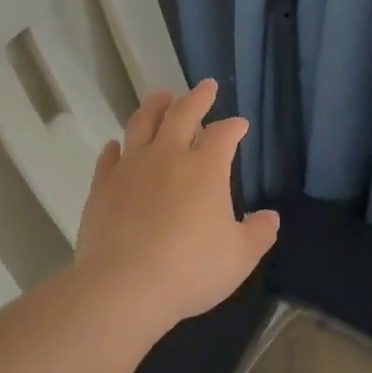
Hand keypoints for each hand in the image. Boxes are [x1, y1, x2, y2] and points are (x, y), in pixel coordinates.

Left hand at [74, 80, 279, 329]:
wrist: (124, 286)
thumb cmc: (191, 270)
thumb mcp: (240, 256)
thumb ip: (258, 233)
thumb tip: (269, 217)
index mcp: (205, 168)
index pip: (223, 135)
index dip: (234, 127)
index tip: (240, 124)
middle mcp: (167, 157)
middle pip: (182, 114)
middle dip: (197, 98)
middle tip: (206, 86)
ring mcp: (130, 168)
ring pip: (142, 124)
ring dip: (154, 106)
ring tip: (160, 96)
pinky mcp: (102, 187)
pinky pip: (109, 158)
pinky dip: (116, 147)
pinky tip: (117, 145)